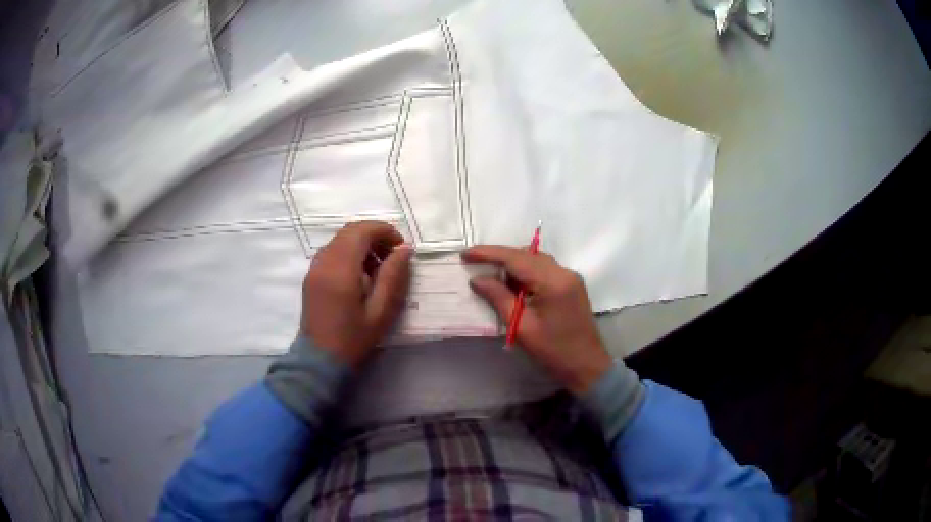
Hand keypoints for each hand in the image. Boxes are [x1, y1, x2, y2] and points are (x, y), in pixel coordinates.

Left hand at [301, 221, 412, 367]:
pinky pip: (332, 251)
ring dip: (362, 244)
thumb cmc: (353, 338)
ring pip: (340, 240)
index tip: (401, 247)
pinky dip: (349, 253)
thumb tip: (404, 249)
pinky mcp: (311, 276)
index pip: (362, 231)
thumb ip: (393, 276)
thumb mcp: (381, 311)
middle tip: (393, 256)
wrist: (319, 360)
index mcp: (341, 269)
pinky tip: (361, 275)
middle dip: (375, 235)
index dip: (385, 231)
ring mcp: (314, 267)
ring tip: (379, 268)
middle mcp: (324, 261)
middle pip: (350, 231)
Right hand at [463, 245, 612, 394]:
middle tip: (477, 267)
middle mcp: (564, 272)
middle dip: (501, 258)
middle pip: (527, 254)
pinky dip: (527, 273)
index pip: (516, 258)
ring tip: (494, 279)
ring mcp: (570, 277)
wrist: (587, 366)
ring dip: (514, 265)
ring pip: (536, 260)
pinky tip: (515, 287)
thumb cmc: (553, 351)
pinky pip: (545, 270)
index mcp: (553, 282)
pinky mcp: (572, 285)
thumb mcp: (521, 327)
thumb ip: (499, 298)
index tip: (466, 254)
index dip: (489, 253)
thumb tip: (478, 279)